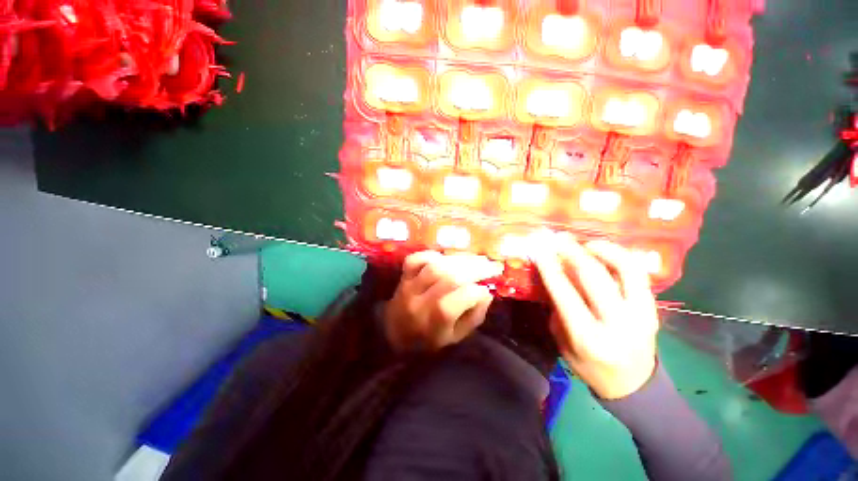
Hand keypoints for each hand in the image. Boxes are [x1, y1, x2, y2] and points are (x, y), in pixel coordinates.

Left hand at [383, 251, 502, 352]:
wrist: (394, 335)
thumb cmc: (429, 340)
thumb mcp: (456, 337)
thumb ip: (473, 316)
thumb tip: (486, 292)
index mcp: (436, 321)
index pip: (463, 298)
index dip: (479, 290)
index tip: (487, 289)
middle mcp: (421, 302)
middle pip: (450, 278)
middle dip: (475, 268)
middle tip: (490, 265)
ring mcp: (409, 287)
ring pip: (435, 266)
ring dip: (458, 260)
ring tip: (473, 259)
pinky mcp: (402, 277)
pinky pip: (415, 260)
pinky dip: (431, 255)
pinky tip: (444, 258)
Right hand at [530, 233, 659, 399]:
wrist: (634, 385)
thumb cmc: (590, 366)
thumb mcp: (563, 343)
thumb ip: (558, 310)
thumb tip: (554, 276)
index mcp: (588, 337)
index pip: (564, 294)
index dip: (550, 268)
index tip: (539, 250)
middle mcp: (616, 323)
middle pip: (593, 277)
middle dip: (572, 252)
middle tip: (558, 238)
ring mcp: (640, 314)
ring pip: (624, 270)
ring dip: (602, 250)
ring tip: (584, 242)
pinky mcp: (653, 308)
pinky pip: (637, 274)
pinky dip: (620, 256)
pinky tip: (604, 251)